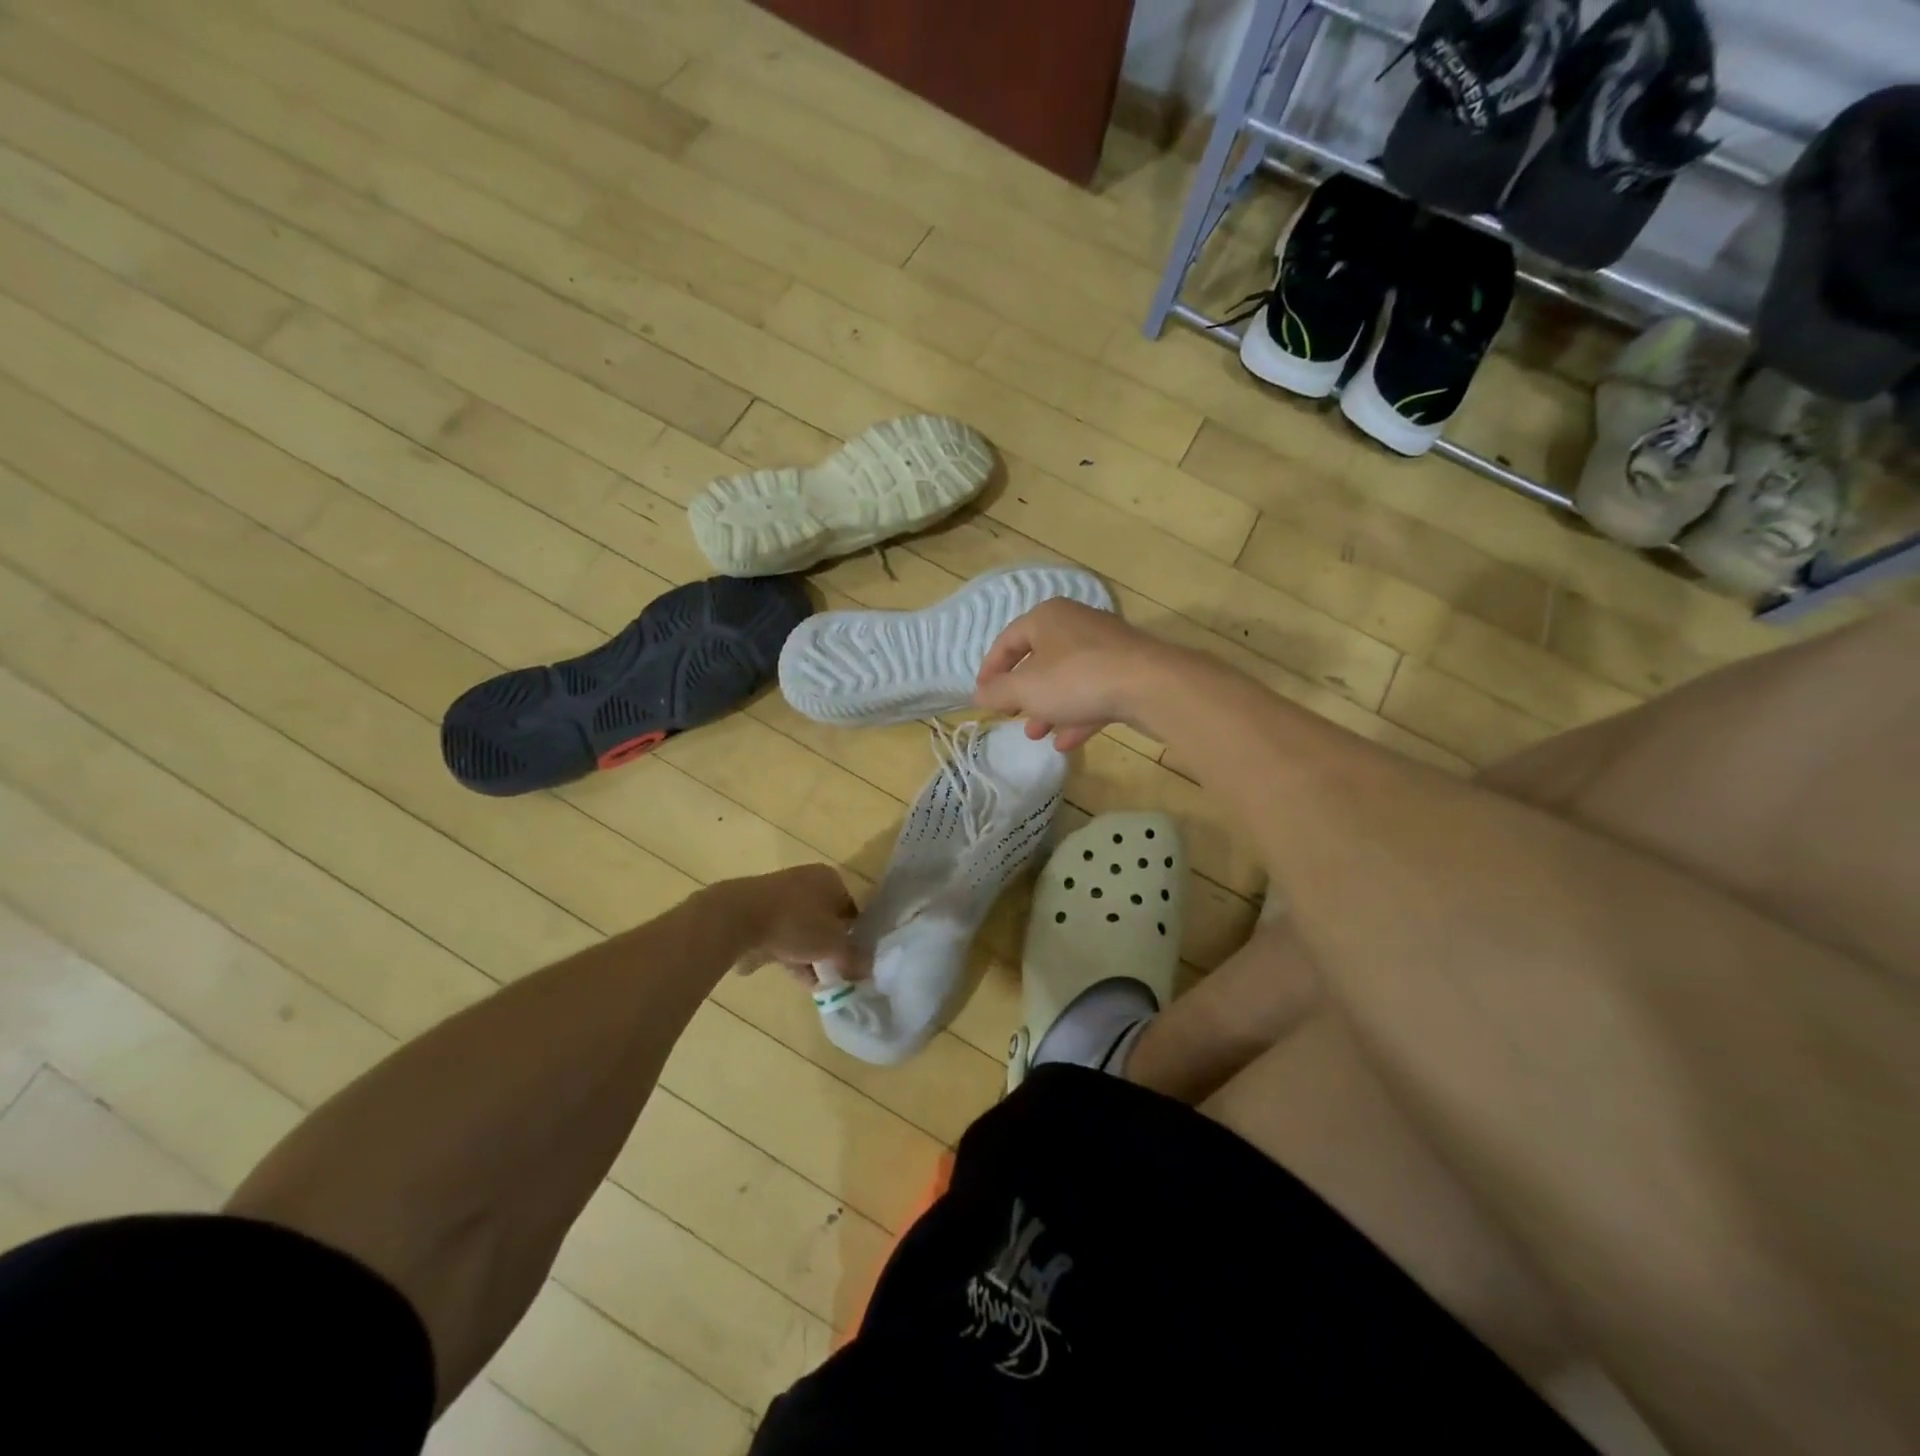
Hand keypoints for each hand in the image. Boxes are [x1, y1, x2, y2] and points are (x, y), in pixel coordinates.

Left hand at [722, 865, 869, 985]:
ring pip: (801, 929)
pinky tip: (788, 975)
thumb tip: (868, 969)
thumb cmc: (796, 923)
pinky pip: (779, 935)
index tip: (853, 962)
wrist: (737, 918)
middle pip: (825, 920)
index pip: (851, 910)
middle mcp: (806, 881)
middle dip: (829, 949)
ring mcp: (778, 895)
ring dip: (808, 955)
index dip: (855, 937)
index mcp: (829, 878)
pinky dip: (785, 953)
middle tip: (833, 974)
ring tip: (813, 983)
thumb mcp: (833, 945)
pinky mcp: (756, 911)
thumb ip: (853, 957)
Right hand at [972, 599, 1179, 750]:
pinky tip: (1066, 743)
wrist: (1150, 685)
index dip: (990, 669)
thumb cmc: (1075, 678)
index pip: (1007, 639)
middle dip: (1022, 693)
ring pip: (1067, 678)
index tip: (982, 696)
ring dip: (1048, 708)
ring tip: (1035, 734)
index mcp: (1047, 617)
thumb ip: (997, 692)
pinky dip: (1077, 715)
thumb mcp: (1025, 689)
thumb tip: (978, 694)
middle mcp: (1076, 624)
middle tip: (1010, 714)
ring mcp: (1105, 647)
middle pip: (1039, 658)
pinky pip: (1093, 692)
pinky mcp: (1128, 671)